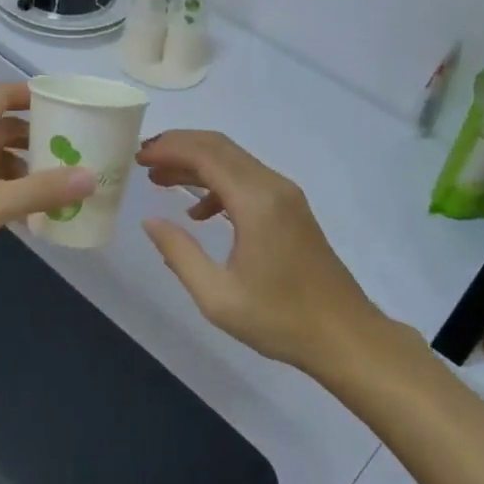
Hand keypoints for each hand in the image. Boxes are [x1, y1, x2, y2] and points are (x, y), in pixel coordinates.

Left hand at [0, 82, 94, 304]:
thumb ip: (41, 190)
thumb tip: (91, 176)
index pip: (4, 96)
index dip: (36, 96)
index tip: (71, 105)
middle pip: (2, 127)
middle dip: (37, 138)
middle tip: (75, 150)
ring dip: (23, 167)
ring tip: (57, 185)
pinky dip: (5, 188)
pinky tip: (25, 212)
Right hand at [136, 131, 384, 374]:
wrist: (345, 336)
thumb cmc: (280, 319)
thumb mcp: (218, 296)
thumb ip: (179, 253)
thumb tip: (150, 222)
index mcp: (256, 201)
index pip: (206, 154)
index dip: (169, 148)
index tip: (138, 155)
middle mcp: (273, 187)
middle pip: (219, 147)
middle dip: (178, 147)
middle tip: (143, 159)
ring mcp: (286, 196)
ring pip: (234, 161)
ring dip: (196, 164)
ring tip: (160, 179)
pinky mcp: (292, 209)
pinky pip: (248, 180)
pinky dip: (217, 184)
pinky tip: (199, 213)